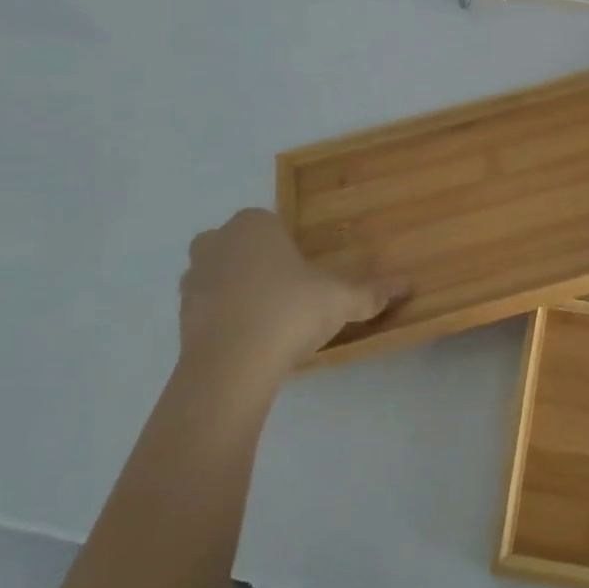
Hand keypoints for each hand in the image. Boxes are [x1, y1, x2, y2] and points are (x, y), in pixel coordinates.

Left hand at [178, 209, 408, 375]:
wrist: (231, 365)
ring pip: (217, 273)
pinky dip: (221, 317)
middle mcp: (218, 241)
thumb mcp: (340, 300)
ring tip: (266, 318)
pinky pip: (205, 307)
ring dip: (235, 288)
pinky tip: (247, 339)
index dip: (286, 244)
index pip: (269, 221)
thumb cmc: (289, 312)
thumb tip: (408, 284)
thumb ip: (372, 292)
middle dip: (256, 261)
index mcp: (254, 224)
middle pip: (238, 243)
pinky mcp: (180, 315)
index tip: (304, 271)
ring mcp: (193, 278)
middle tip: (286, 290)